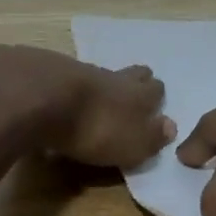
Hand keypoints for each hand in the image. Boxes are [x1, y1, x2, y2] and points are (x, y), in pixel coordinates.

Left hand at [57, 61, 174, 167]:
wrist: (45, 98)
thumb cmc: (97, 129)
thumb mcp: (133, 144)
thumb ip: (153, 136)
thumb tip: (170, 126)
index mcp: (140, 95)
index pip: (156, 90)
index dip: (156, 98)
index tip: (154, 107)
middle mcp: (116, 77)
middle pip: (133, 74)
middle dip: (136, 82)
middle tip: (133, 95)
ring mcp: (84, 71)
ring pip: (103, 74)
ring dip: (104, 85)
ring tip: (100, 98)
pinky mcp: (54, 72)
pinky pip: (72, 78)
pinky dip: (74, 87)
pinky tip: (68, 97)